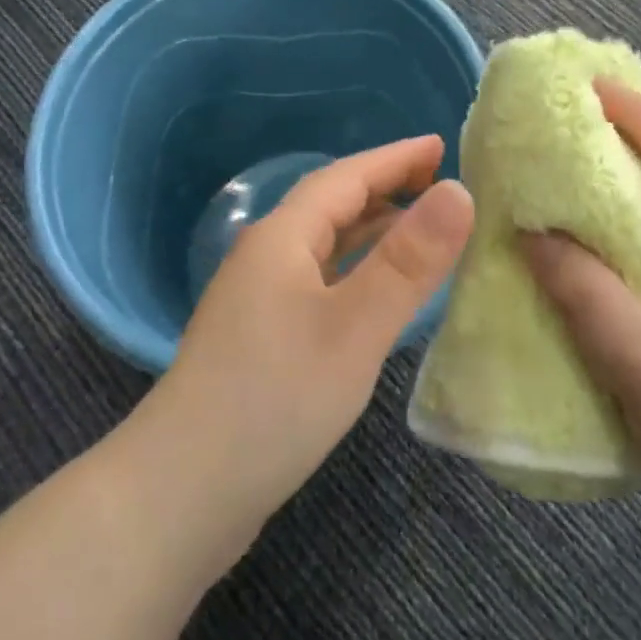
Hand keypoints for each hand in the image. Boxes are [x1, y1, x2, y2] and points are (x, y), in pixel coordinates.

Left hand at [146, 136, 474, 539]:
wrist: (181, 494)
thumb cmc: (273, 399)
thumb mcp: (354, 327)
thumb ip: (408, 261)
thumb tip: (459, 192)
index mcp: (283, 237)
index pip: (347, 176)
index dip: (396, 158)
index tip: (442, 145)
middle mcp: (267, 256)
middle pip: (332, 205)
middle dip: (386, 187)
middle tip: (440, 184)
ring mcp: (259, 298)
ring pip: (325, 244)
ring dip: (371, 228)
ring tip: (420, 229)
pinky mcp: (262, 336)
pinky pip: (320, 279)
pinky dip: (356, 269)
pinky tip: (377, 294)